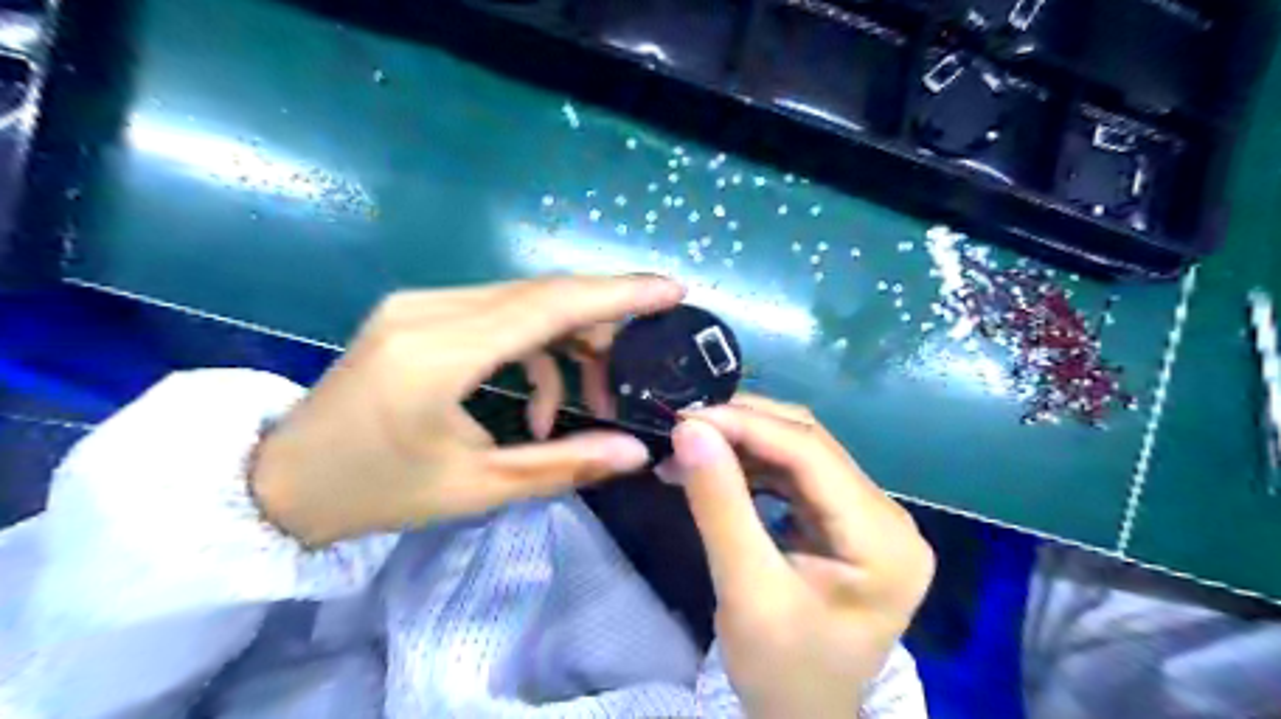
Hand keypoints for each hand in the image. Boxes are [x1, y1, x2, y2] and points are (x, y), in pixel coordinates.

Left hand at [252, 277, 684, 544]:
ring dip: (568, 343)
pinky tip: (536, 399)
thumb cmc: (376, 493)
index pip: (548, 305)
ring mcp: (419, 303)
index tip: (672, 289)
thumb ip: (563, 464)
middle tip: (634, 369)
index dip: (618, 294)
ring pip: (524, 301)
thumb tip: (637, 452)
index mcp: (439, 354)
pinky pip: (498, 313)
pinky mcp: (417, 311)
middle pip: (542, 295)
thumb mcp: (476, 486)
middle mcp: (429, 309)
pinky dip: (533, 348)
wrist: (280, 481)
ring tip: (589, 401)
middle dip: (602, 325)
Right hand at [659, 395, 931, 715]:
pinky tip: (717, 465)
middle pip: (810, 445)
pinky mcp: (846, 521)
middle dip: (742, 428)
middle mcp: (887, 516)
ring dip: (743, 443)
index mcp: (883, 540)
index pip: (811, 455)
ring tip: (691, 445)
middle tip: (683, 428)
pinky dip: (752, 464)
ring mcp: (870, 516)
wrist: (801, 718)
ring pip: (801, 452)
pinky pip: (796, 475)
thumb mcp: (745, 590)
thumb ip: (720, 504)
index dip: (746, 425)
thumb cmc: (780, 671)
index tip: (685, 417)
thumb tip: (689, 429)